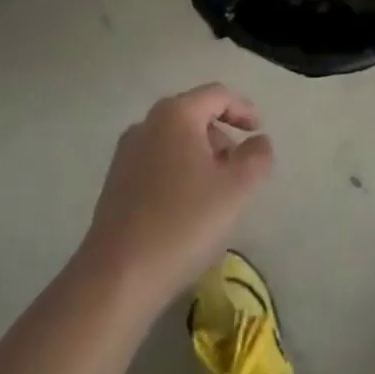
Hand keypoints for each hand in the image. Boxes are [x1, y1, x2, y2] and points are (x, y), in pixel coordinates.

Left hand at [78, 85, 273, 308]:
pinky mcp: (115, 183)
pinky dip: (179, 171)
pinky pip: (157, 162)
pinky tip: (187, 206)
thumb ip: (257, 155)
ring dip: (201, 155)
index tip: (260, 130)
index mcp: (176, 114)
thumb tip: (258, 141)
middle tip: (240, 166)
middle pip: (194, 115)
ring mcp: (126, 154)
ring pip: (175, 140)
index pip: (218, 95)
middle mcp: (147, 124)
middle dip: (222, 135)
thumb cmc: (184, 222)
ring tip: (217, 190)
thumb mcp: (238, 187)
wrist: (117, 278)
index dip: (244, 109)